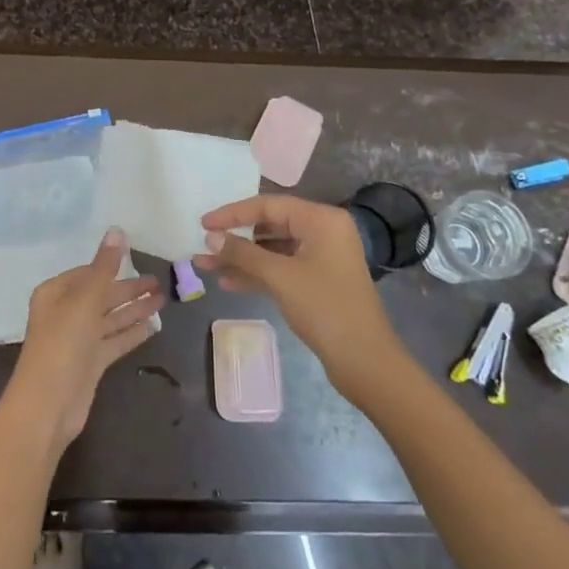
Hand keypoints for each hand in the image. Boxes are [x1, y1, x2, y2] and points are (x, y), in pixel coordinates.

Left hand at [6, 229, 163, 450]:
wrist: (48, 405)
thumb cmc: (63, 343)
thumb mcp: (85, 300)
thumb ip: (104, 266)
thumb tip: (117, 230)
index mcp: (56, 293)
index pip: (88, 272)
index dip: (112, 266)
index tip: (138, 258)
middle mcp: (65, 313)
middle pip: (102, 295)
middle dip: (129, 289)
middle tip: (160, 282)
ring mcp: (78, 340)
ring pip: (110, 318)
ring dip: (134, 309)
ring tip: (163, 300)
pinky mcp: (90, 363)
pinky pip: (114, 341)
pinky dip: (131, 333)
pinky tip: (152, 327)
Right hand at [197, 195, 400, 390]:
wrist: (365, 362)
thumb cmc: (325, 308)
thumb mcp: (280, 277)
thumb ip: (243, 253)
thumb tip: (210, 238)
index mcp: (321, 219)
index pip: (268, 205)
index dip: (232, 213)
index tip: (203, 223)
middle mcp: (323, 231)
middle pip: (270, 225)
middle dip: (235, 239)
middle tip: (203, 246)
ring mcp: (321, 257)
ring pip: (273, 250)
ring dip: (242, 258)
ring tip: (206, 266)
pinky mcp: (318, 281)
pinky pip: (281, 268)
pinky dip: (257, 274)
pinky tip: (228, 282)